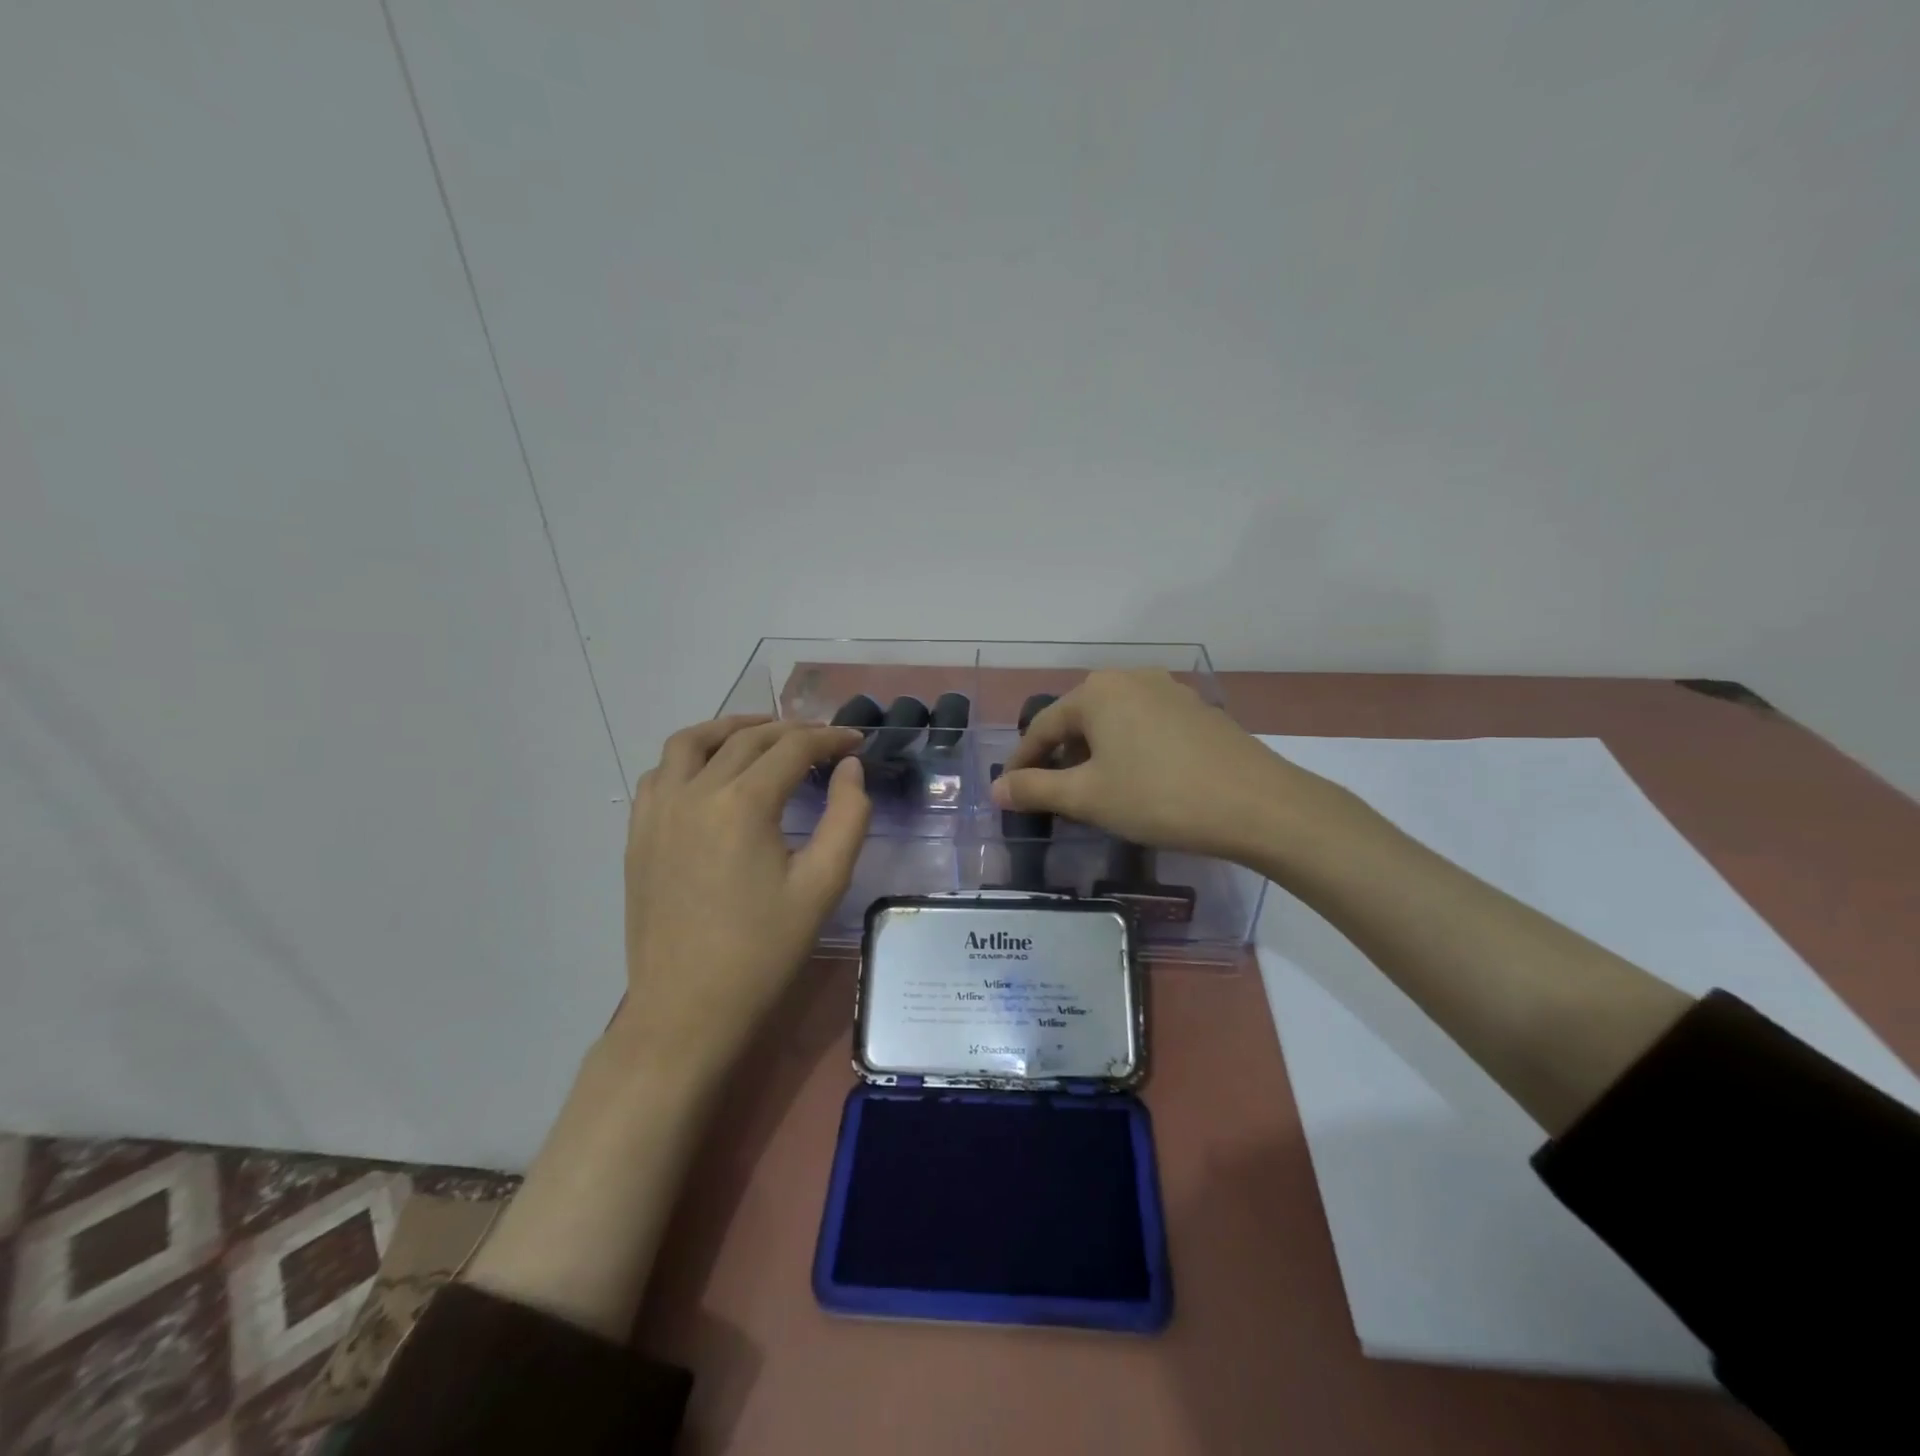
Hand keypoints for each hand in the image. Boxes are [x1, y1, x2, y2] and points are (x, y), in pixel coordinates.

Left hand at [619, 715, 869, 1076]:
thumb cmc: (763, 952)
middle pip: (747, 739)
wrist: (686, 1010)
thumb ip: (847, 816)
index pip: (793, 747)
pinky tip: (710, 772)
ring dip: (732, 729)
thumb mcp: (823, 885)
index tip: (855, 742)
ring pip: (692, 742)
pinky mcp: (639, 833)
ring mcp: (658, 811)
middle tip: (823, 742)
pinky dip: (690, 757)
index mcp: (743, 804)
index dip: (830, 738)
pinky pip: (661, 772)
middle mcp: (695, 793)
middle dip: (791, 731)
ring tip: (763, 735)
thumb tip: (850, 768)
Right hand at [992, 669, 1352, 861]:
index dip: (1023, 763)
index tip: (1011, 793)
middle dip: (1060, 758)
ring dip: (1094, 756)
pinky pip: (1144, 727)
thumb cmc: (1158, 797)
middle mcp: (1130, 678)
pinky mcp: (1196, 710)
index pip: (1043, 727)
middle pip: (1078, 721)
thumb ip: (1035, 789)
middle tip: (1052, 796)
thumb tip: (997, 790)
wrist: (1257, 804)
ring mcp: (1168, 690)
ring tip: (1092, 792)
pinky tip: (1136, 781)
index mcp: (1097, 691)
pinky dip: (1127, 751)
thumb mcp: (1087, 797)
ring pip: (1112, 723)